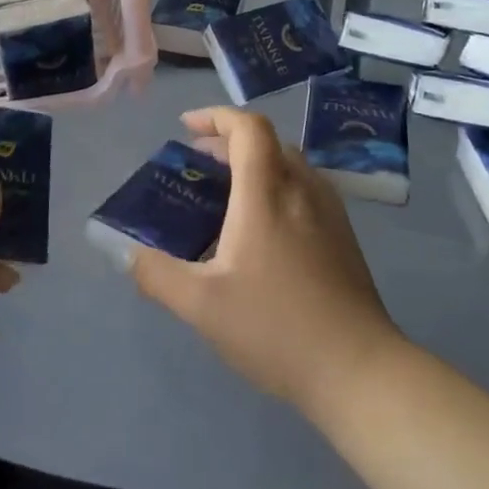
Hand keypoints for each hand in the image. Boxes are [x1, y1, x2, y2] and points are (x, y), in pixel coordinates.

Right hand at [129, 107, 403, 421]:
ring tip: (226, 192)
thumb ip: (157, 275)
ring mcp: (329, 212)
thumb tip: (128, 254)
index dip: (216, 117)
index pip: (248, 128)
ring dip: (255, 163)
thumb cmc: (276, 328)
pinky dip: (276, 185)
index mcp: (267, 194)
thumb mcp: (202, 306)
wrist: (360, 371)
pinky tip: (263, 228)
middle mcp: (302, 190)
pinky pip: (305, 188)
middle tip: (198, 162)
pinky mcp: (344, 237)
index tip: (186, 128)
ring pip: (289, 164)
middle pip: (268, 142)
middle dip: (229, 142)